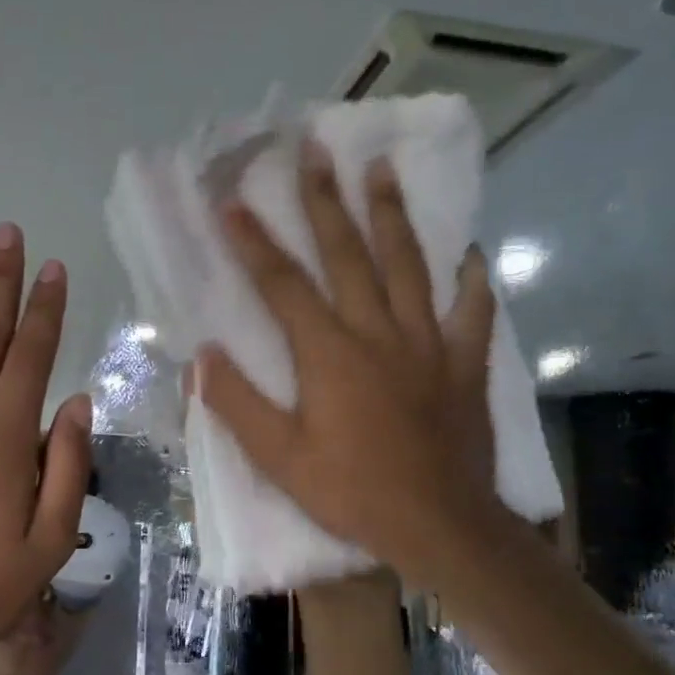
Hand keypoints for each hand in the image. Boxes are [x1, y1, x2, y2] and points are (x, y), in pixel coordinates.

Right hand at [194, 141, 496, 589]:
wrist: (440, 526)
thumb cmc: (354, 493)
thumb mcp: (281, 460)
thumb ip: (238, 406)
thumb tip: (202, 359)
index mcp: (330, 354)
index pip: (284, 285)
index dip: (255, 242)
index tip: (233, 201)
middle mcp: (379, 333)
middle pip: (349, 254)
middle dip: (326, 200)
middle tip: (315, 149)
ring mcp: (428, 344)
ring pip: (409, 266)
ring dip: (392, 214)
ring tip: (382, 169)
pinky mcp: (465, 364)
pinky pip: (472, 313)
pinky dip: (471, 281)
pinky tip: (469, 254)